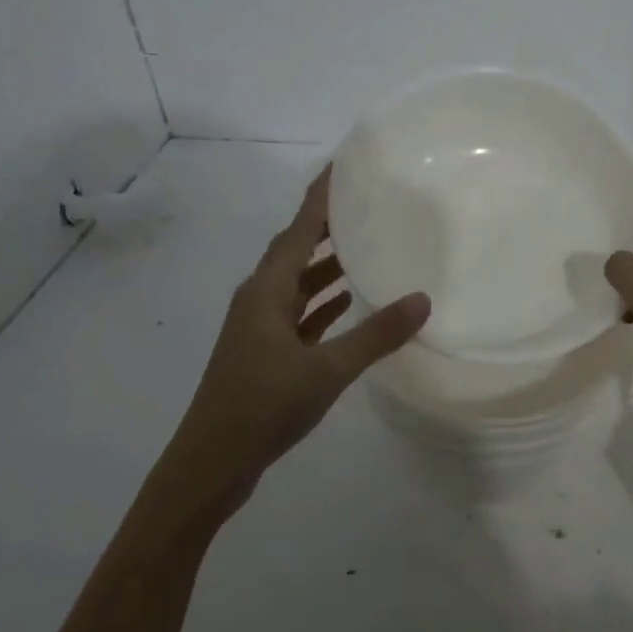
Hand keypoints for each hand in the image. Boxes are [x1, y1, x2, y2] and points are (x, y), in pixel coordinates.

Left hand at [170, 167, 429, 504]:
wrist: (209, 465)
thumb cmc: (262, 407)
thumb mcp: (327, 370)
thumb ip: (375, 335)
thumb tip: (423, 299)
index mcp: (267, 290)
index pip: (299, 229)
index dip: (320, 197)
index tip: (344, 166)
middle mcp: (259, 299)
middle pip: (296, 249)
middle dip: (327, 225)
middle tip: (366, 204)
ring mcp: (259, 327)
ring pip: (297, 283)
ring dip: (327, 266)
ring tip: (365, 247)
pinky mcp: (264, 352)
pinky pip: (298, 313)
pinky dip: (322, 302)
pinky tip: (349, 303)